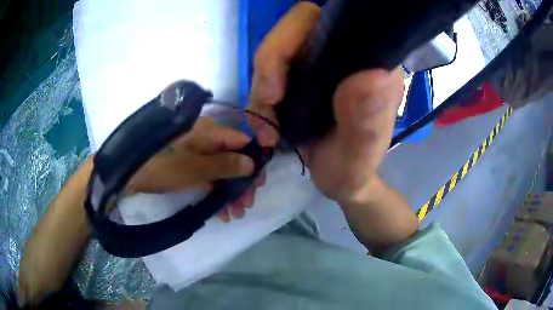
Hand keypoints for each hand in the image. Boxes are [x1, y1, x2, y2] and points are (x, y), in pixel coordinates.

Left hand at [127, 117, 265, 220]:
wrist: (128, 170)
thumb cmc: (162, 165)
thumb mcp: (195, 168)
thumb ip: (225, 165)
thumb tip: (252, 164)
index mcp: (209, 131)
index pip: (241, 141)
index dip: (253, 162)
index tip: (258, 184)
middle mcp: (204, 138)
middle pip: (232, 158)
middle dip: (241, 183)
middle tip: (246, 205)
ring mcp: (194, 152)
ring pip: (220, 170)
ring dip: (229, 192)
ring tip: (235, 214)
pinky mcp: (185, 164)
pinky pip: (206, 176)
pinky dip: (214, 192)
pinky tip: (220, 211)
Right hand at [249, 2, 403, 204]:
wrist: (340, 180)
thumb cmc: (355, 169)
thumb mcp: (361, 153)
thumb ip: (368, 119)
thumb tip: (373, 76)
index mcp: (368, 63)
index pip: (328, 23)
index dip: (293, 37)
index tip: (279, 85)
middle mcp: (345, 55)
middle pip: (294, 31)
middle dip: (270, 64)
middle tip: (268, 103)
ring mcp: (320, 64)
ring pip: (275, 53)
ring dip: (261, 89)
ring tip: (268, 131)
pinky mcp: (301, 78)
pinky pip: (269, 74)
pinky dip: (260, 100)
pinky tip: (266, 128)